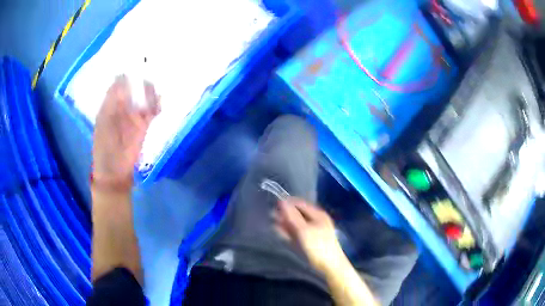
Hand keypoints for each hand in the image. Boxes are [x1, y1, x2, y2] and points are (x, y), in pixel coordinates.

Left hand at [92, 75, 159, 189]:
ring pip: (144, 98)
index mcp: (110, 104)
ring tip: (153, 89)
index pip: (119, 84)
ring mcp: (134, 116)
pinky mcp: (144, 125)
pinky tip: (159, 102)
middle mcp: (123, 106)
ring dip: (150, 92)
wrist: (114, 171)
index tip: (136, 63)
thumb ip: (112, 100)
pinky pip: (152, 111)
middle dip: (141, 80)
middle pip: (134, 88)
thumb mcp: (104, 121)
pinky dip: (157, 106)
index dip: (127, 75)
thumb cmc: (104, 147)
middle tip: (149, 72)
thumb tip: (121, 77)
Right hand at [274, 198, 344, 272]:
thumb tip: (281, 201)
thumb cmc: (318, 246)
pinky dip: (289, 232)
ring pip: (297, 223)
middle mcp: (316, 220)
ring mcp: (313, 230)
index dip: (287, 203)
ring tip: (274, 224)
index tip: (274, 205)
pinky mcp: (310, 240)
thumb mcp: (303, 230)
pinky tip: (280, 233)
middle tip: (271, 216)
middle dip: (285, 214)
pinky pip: (298, 232)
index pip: (300, 203)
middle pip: (298, 213)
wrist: (329, 266)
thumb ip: (292, 216)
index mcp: (317, 214)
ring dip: (286, 223)